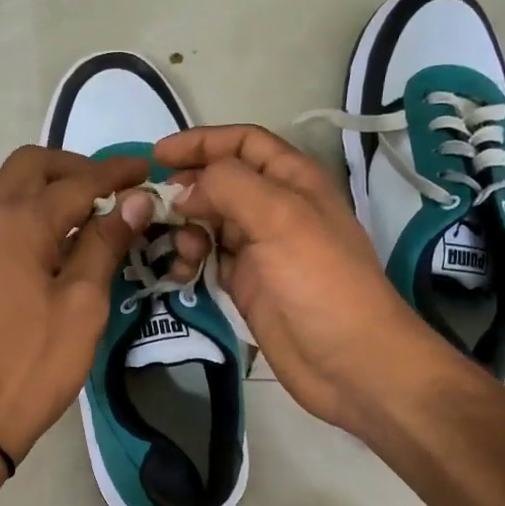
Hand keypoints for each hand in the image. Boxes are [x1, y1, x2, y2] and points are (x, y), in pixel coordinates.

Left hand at [0, 146, 154, 467]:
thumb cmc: (33, 361)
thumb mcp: (83, 303)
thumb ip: (105, 243)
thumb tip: (135, 199)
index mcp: (19, 220)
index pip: (78, 180)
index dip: (117, 173)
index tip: (147, 169)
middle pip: (33, 166)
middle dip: (77, 168)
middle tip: (115, 190)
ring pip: (14, 188)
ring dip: (54, 187)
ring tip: (95, 213)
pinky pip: (4, 215)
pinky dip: (35, 210)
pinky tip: (63, 240)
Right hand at [155, 125, 446, 434]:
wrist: (351, 363)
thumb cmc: (321, 282)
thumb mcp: (280, 218)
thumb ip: (228, 187)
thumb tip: (183, 189)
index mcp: (293, 181)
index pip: (243, 143)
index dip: (202, 142)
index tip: (158, 155)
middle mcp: (275, 209)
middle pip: (221, 182)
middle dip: (187, 188)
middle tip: (153, 208)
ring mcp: (260, 249)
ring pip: (210, 222)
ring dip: (186, 228)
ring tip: (181, 249)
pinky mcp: (247, 286)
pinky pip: (209, 260)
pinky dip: (191, 260)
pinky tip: (184, 272)